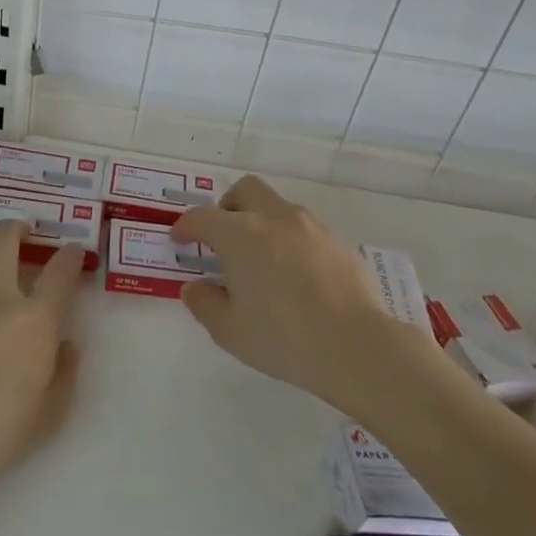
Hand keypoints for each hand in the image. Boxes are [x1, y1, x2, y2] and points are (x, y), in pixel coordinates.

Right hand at [171, 175, 419, 410]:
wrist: (356, 345)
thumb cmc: (283, 338)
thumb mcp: (229, 330)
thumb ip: (205, 303)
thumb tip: (195, 287)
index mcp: (240, 235)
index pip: (202, 217)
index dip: (186, 226)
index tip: (179, 239)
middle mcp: (275, 218)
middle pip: (246, 190)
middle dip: (227, 206)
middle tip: (222, 237)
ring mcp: (312, 226)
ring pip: (279, 208)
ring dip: (262, 223)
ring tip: (262, 261)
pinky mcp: (339, 241)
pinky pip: (306, 230)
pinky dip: (291, 241)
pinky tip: (296, 276)